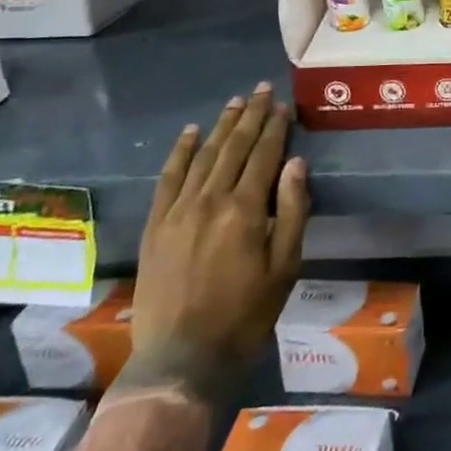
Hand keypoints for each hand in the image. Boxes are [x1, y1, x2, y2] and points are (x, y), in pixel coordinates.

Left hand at [128, 81, 310, 403]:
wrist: (182, 359)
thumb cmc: (245, 315)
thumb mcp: (286, 266)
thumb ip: (292, 211)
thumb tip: (295, 163)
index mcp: (245, 210)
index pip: (264, 155)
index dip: (276, 128)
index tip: (284, 106)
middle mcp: (209, 200)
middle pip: (234, 147)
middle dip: (251, 116)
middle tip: (262, 91)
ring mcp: (177, 211)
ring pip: (203, 155)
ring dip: (221, 126)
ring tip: (236, 102)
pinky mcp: (155, 226)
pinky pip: (168, 178)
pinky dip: (181, 152)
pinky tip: (191, 133)